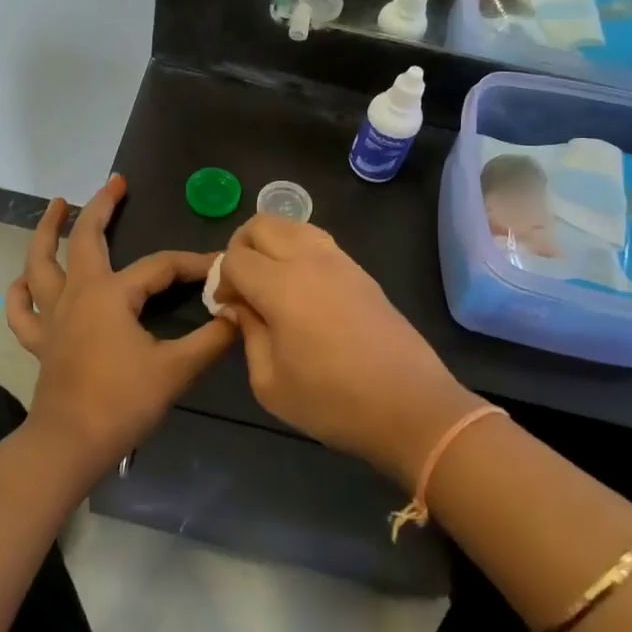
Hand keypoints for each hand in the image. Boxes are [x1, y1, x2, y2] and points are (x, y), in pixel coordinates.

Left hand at [6, 175, 236, 477]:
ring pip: (41, 263)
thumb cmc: (122, 403)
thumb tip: (238, 316)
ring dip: (47, 231)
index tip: (219, 265)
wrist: (69, 446)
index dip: (191, 262)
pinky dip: (20, 292)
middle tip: (116, 183)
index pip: (160, 266)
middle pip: (86, 239)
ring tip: (57, 205)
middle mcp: (78, 294)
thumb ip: (211, 340)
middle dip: (102, 207)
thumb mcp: (176, 370)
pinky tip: (22, 280)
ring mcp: (53, 316)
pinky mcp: (40, 341)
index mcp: (111, 295)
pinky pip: (22, 310)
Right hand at [215, 216, 481, 487]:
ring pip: (292, 225)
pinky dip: (297, 250)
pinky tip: (300, 288)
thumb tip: (239, 307)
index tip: (227, 309)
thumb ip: (248, 334)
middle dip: (241, 247)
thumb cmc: (332, 402)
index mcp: (281, 286)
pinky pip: (317, 241)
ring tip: (269, 281)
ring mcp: (339, 261)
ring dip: (271, 243)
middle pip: (261, 224)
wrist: (410, 406)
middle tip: (241, 284)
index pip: (235, 258)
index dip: (222, 280)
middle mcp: (308, 260)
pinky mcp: (360, 271)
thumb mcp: (270, 383)